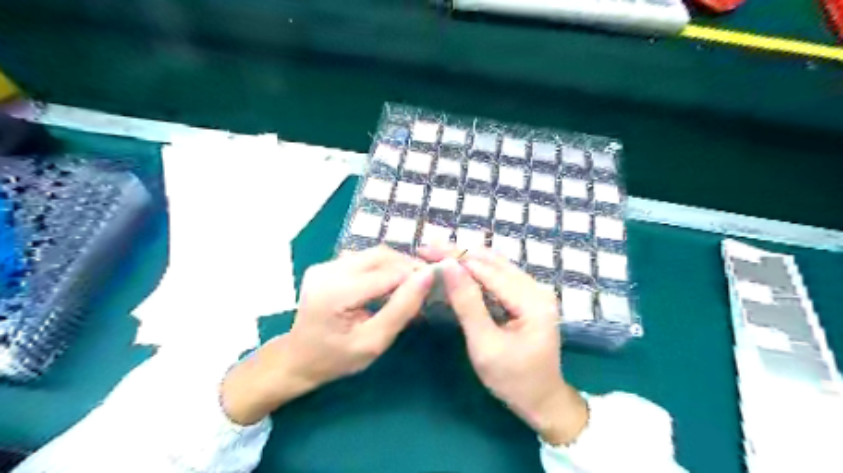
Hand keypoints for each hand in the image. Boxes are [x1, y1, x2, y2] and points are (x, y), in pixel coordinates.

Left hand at [221, 248, 434, 424]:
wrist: (297, 359)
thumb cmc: (337, 358)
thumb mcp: (374, 342)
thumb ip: (402, 308)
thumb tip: (428, 276)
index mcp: (337, 292)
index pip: (388, 273)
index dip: (415, 275)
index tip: (436, 285)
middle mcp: (328, 270)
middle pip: (381, 255)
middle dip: (408, 266)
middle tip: (425, 284)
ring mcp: (325, 264)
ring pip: (373, 254)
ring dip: (396, 265)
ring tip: (409, 285)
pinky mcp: (327, 265)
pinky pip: (363, 258)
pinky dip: (382, 267)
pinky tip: (388, 284)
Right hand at [419, 245, 587, 444]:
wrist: (542, 401)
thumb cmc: (512, 380)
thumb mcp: (485, 345)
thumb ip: (467, 303)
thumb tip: (449, 266)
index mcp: (532, 301)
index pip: (487, 270)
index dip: (455, 258)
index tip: (426, 251)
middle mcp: (537, 288)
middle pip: (492, 261)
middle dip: (458, 253)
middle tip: (427, 248)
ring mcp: (534, 291)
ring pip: (495, 264)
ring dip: (466, 258)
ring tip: (438, 253)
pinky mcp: (527, 297)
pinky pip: (499, 275)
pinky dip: (476, 270)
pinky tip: (458, 267)